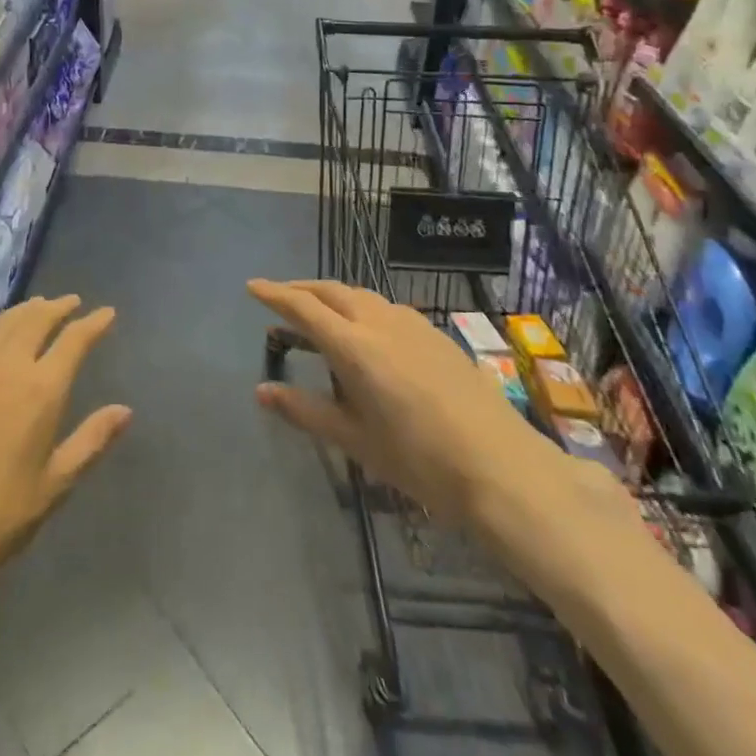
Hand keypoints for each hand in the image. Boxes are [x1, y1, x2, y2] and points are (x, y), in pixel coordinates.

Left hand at [0, 294, 130, 599]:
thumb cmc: (1, 514)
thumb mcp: (56, 483)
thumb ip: (91, 440)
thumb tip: (125, 410)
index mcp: (42, 390)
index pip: (73, 341)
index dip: (93, 323)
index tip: (107, 313)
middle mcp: (7, 368)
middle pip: (36, 320)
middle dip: (58, 307)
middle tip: (72, 302)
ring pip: (3, 324)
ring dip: (25, 310)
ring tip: (39, 306)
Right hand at [248, 280, 574, 532]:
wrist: (503, 469)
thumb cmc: (420, 461)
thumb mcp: (355, 440)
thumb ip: (305, 411)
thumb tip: (261, 392)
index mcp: (354, 346)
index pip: (304, 307)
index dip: (275, 294)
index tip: (252, 286)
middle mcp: (380, 322)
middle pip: (332, 291)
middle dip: (302, 289)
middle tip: (280, 298)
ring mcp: (413, 325)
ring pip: (362, 296)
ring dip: (334, 297)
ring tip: (320, 314)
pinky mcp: (437, 335)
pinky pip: (387, 308)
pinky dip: (363, 308)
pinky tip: (368, 333)